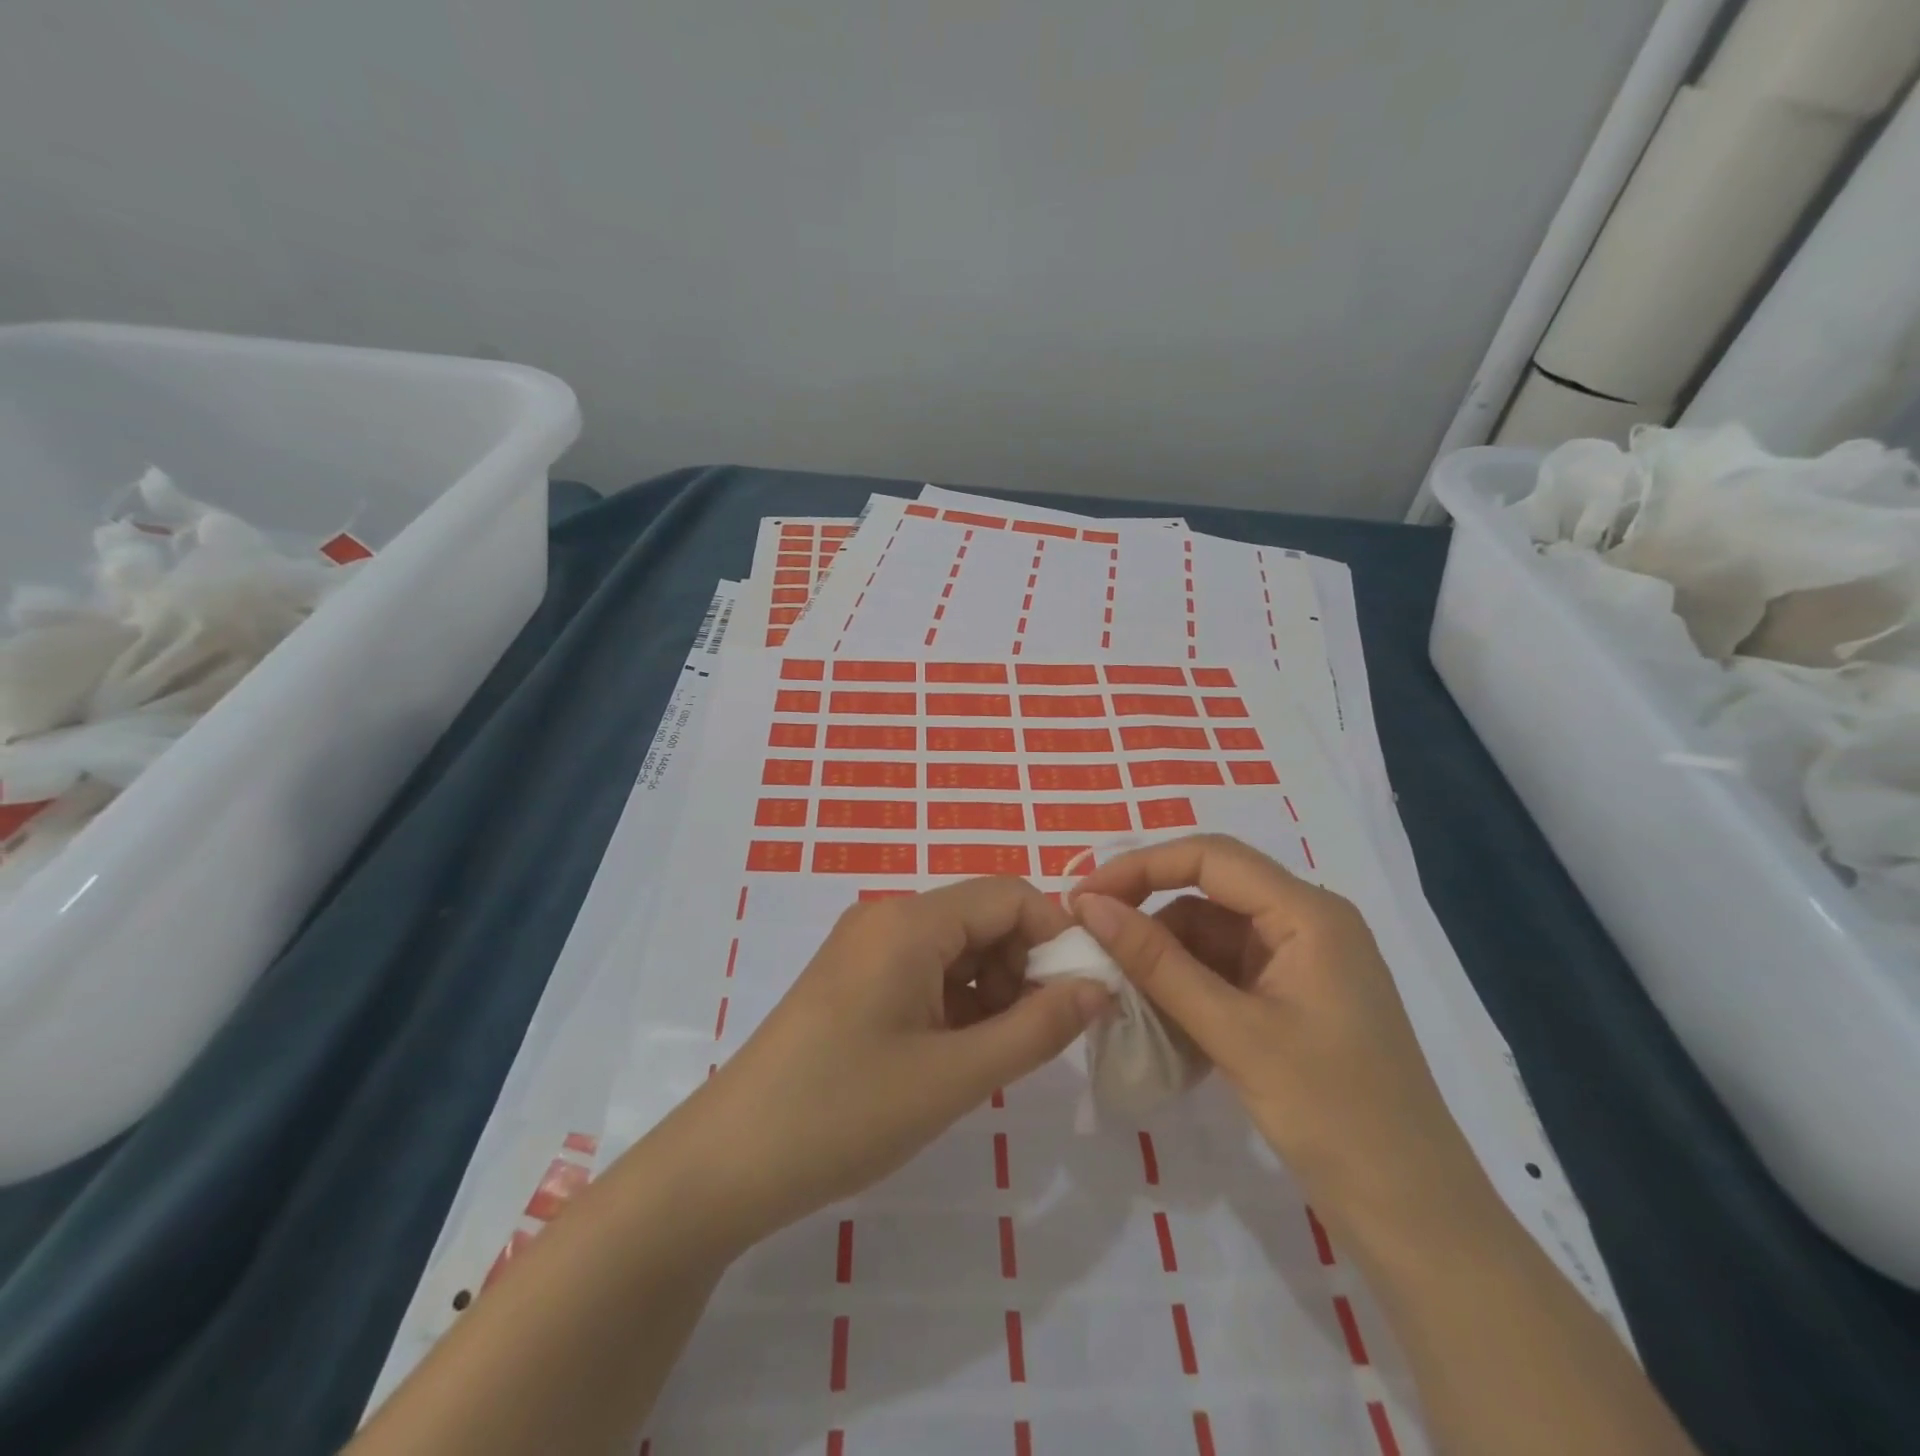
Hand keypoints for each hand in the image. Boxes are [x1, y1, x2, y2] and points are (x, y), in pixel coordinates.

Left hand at [661, 877, 1111, 1249]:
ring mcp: (865, 946)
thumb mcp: (955, 1076)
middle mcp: (887, 917)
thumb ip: (1037, 1028)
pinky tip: (954, 1055)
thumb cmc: (845, 1112)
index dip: (1056, 936)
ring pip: (957, 946)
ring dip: (991, 989)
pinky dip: (956, 1001)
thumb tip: (1100, 987)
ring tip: (990, 1056)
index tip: (1081, 997)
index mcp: (910, 922)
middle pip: (983, 917)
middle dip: (1023, 968)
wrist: (728, 1161)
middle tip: (1032, 1038)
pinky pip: (925, 969)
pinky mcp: (853, 977)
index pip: (1010, 895)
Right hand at [1073, 834, 1487, 1234]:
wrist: (1415, 1217)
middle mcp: (1307, 923)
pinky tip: (1157, 1017)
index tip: (1083, 897)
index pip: (1210, 857)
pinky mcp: (1293, 998)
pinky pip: (1225, 971)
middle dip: (1147, 911)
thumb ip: (1157, 963)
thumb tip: (1089, 905)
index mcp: (1309, 913)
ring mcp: (1301, 962)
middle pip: (1210, 891)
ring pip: (1211, 934)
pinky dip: (1187, 986)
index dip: (1140, 867)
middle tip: (1089, 939)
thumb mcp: (1233, 1033)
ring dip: (1164, 956)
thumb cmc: (1332, 1115)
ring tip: (1118, 990)